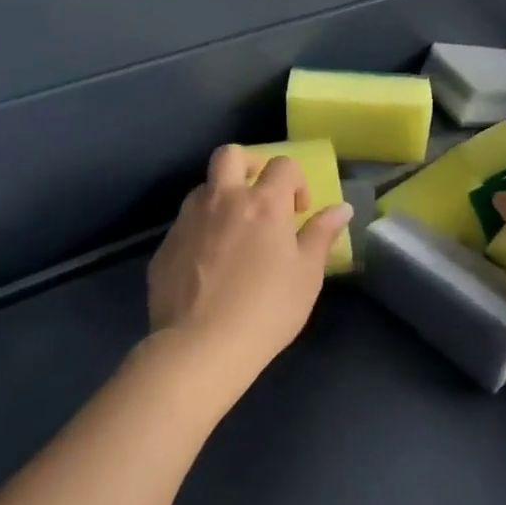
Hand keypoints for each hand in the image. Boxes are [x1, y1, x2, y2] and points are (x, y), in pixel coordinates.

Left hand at [146, 145, 351, 382]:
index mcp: (263, 203)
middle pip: (230, 155)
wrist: (200, 348)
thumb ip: (322, 234)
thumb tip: (341, 208)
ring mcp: (188, 222)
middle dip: (249, 165)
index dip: (296, 181)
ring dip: (221, 198)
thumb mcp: (307, 274)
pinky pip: (185, 225)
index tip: (299, 212)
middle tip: (260, 196)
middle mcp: (222, 200)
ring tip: (234, 234)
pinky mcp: (164, 248)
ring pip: (203, 189)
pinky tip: (209, 266)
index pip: (283, 164)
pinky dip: (201, 232)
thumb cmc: (267, 309)